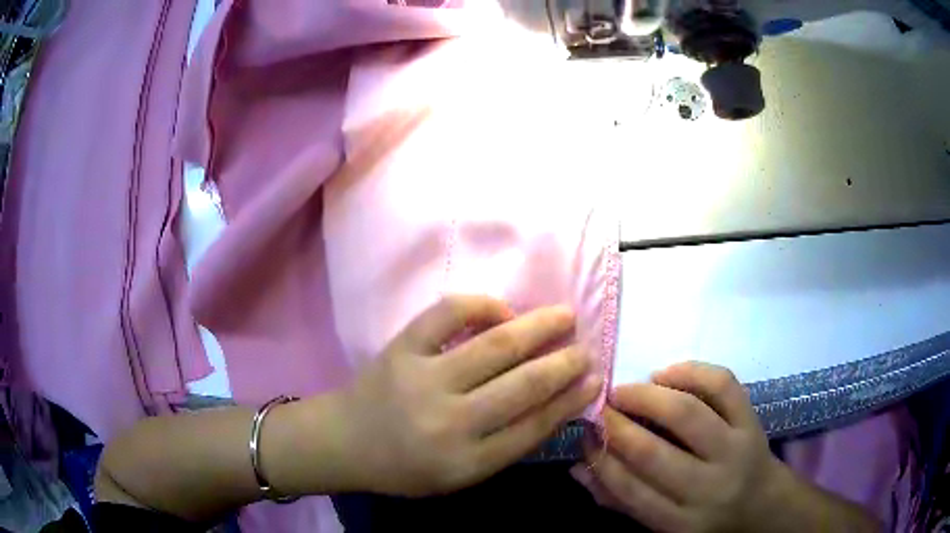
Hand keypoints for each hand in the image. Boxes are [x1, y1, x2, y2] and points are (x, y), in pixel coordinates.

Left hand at [337, 295, 601, 496]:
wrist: (344, 441)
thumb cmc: (406, 466)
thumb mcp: (459, 475)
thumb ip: (506, 445)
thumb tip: (556, 405)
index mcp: (466, 461)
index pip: (534, 426)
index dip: (570, 400)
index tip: (595, 380)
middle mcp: (449, 421)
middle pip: (524, 385)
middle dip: (565, 363)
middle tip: (587, 348)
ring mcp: (423, 379)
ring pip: (496, 346)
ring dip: (539, 327)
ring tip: (565, 315)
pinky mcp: (401, 348)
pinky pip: (448, 313)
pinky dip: (482, 305)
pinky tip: (503, 311)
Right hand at [580, 362, 783, 532]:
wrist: (761, 502)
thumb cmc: (703, 516)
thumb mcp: (662, 523)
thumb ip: (620, 500)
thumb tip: (578, 468)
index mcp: (680, 521)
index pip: (631, 490)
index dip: (601, 458)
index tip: (584, 434)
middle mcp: (709, 486)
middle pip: (654, 453)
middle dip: (617, 425)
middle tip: (598, 407)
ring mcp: (735, 449)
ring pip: (688, 413)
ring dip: (648, 396)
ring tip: (624, 390)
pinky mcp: (752, 420)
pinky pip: (723, 386)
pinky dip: (691, 372)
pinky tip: (665, 374)